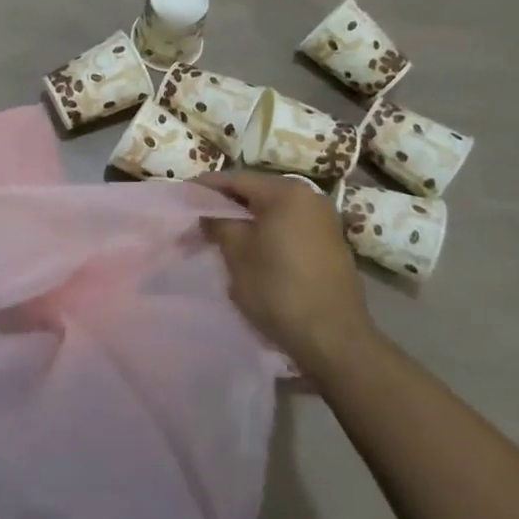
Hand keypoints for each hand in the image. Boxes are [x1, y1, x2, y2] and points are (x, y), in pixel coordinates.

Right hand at [199, 171, 377, 378]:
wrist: (335, 339)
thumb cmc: (279, 290)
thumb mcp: (238, 255)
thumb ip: (219, 224)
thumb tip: (208, 213)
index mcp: (286, 192)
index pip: (236, 179)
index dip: (206, 187)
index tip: (183, 197)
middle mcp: (309, 196)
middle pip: (257, 192)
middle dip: (227, 204)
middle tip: (198, 220)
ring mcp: (324, 220)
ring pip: (274, 210)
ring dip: (247, 220)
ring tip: (221, 236)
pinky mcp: (330, 243)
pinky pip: (290, 226)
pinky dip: (268, 232)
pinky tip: (252, 250)